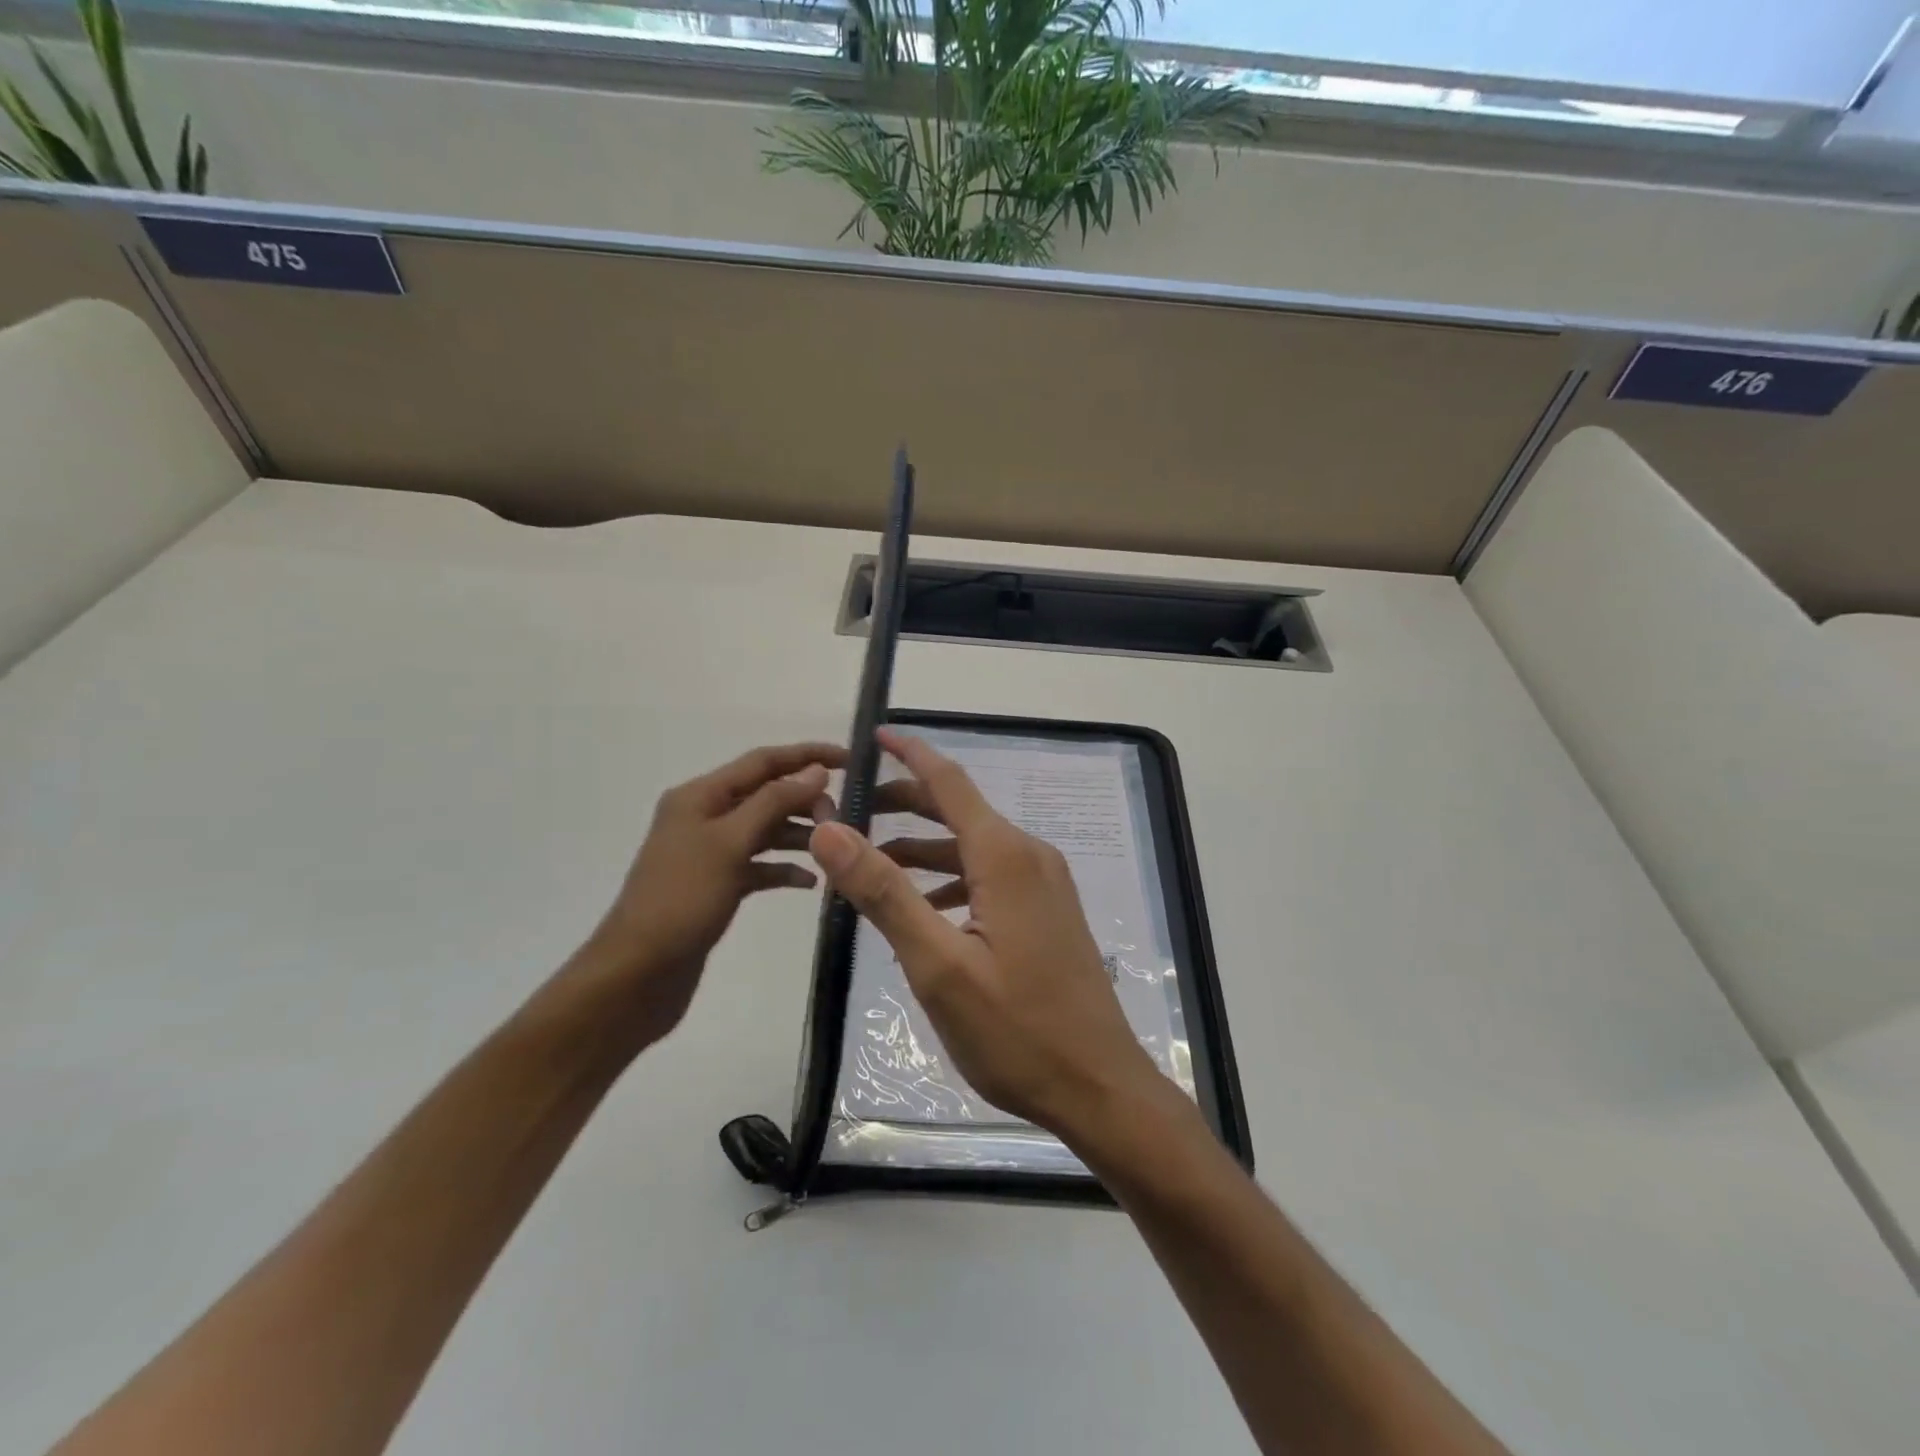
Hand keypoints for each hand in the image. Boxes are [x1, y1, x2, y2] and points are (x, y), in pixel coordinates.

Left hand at [578, 742, 842, 1044]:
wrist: (637, 974)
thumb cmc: (682, 900)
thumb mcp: (730, 844)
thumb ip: (774, 802)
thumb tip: (815, 771)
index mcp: (701, 796)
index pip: (763, 761)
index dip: (807, 755)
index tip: (851, 760)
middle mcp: (705, 816)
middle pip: (766, 794)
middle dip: (806, 800)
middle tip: (843, 819)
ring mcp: (710, 853)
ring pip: (765, 830)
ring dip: (799, 834)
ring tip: (833, 848)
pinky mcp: (717, 885)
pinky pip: (759, 866)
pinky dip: (784, 869)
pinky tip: (810, 883)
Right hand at [807, 729, 1163, 1141]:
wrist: (1100, 1088)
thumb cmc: (1016, 1031)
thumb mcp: (937, 965)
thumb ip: (883, 892)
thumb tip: (831, 828)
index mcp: (1005, 856)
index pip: (949, 782)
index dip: (910, 754)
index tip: (874, 735)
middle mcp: (1030, 856)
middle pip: (959, 811)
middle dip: (906, 804)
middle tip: (851, 812)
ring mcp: (1045, 885)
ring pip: (973, 848)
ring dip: (924, 850)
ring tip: (872, 864)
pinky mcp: (1048, 913)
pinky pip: (990, 877)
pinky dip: (951, 880)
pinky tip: (923, 908)